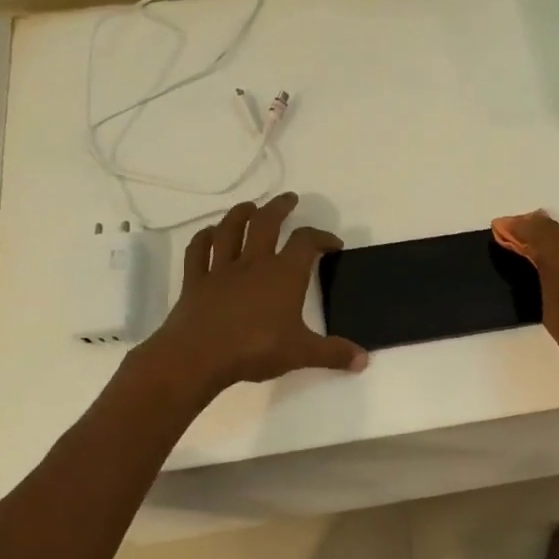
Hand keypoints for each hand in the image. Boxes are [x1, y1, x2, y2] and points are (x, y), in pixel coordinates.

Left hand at [138, 194, 367, 397]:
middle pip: (266, 223)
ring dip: (241, 214)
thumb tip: (363, 360)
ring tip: (250, 207)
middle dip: (280, 208)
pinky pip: (198, 252)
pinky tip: (209, 234)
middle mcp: (253, 263)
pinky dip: (203, 238)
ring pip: (230, 230)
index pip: (307, 243)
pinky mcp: (195, 281)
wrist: (198, 357)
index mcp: (283, 275)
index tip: (332, 244)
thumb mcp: (301, 354)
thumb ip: (333, 353)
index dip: (322, 238)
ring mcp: (221, 270)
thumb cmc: (255, 350)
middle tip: (289, 199)